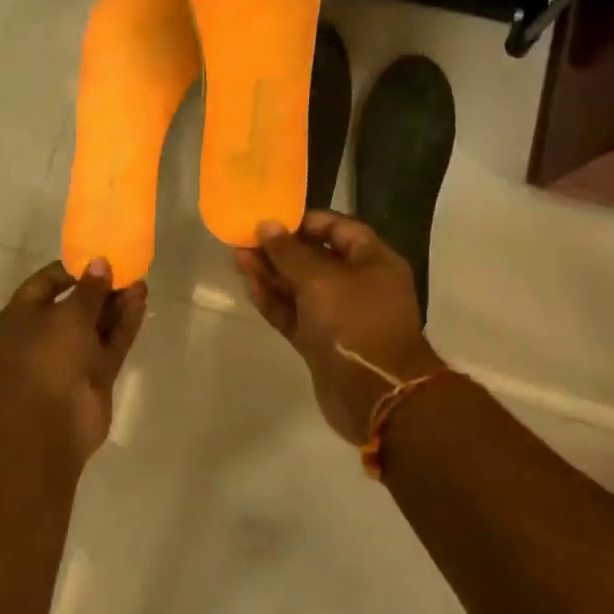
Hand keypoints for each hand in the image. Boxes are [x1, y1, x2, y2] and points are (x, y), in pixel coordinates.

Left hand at [0, 258, 147, 466]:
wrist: (50, 423)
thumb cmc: (48, 357)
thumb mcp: (69, 314)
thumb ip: (90, 288)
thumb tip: (101, 262)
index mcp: (23, 316)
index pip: (45, 283)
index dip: (71, 270)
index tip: (97, 258)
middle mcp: (45, 334)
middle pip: (75, 304)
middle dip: (100, 287)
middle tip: (126, 268)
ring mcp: (71, 356)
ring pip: (96, 324)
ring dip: (116, 304)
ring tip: (140, 281)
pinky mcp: (95, 374)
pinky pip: (111, 342)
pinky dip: (125, 323)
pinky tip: (141, 301)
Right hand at [234, 211, 444, 443]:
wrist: (375, 395)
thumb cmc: (355, 323)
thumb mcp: (320, 280)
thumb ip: (289, 252)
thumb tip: (266, 225)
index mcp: (373, 261)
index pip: (339, 228)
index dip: (305, 221)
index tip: (272, 218)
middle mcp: (358, 285)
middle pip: (315, 258)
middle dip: (280, 249)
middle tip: (244, 239)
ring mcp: (339, 316)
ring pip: (300, 288)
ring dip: (271, 274)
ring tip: (237, 259)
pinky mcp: (321, 342)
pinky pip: (294, 314)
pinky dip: (274, 301)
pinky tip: (249, 286)